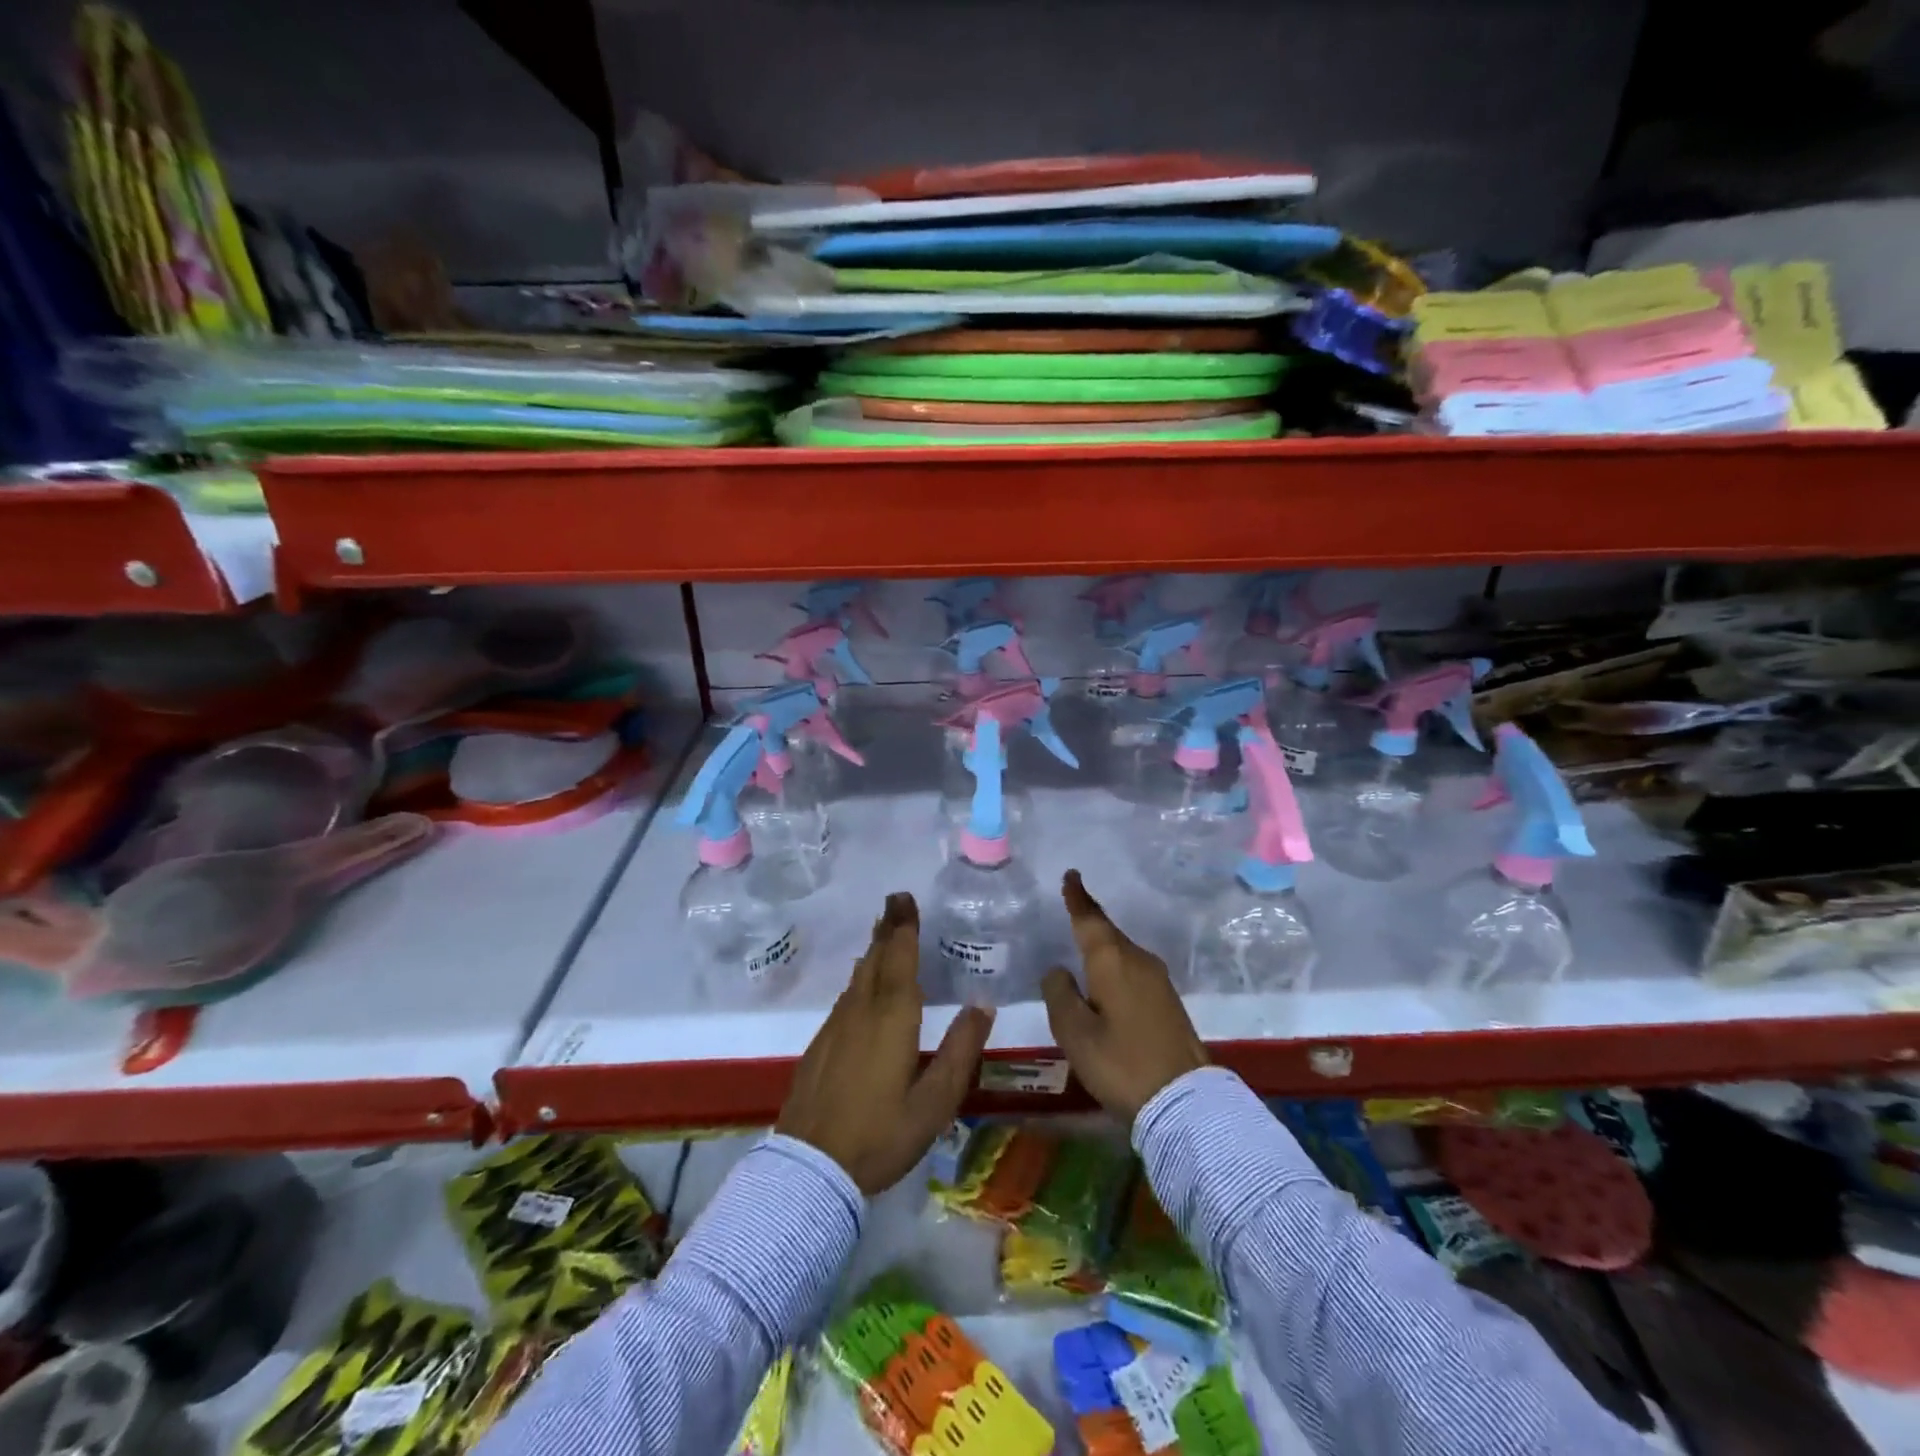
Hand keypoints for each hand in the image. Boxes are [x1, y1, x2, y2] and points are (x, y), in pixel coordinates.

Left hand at [777, 891, 993, 1194]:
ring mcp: (836, 1027)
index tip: (905, 899)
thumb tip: (982, 1005)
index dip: (904, 928)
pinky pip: (846, 997)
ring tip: (883, 934)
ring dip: (873, 950)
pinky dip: (859, 979)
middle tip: (895, 902)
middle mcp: (861, 1011)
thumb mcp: (934, 1103)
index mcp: (892, 1019)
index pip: (899, 960)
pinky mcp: (820, 1044)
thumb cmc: (880, 1136)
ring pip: (858, 977)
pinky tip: (862, 986)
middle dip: (887, 929)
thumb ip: (960, 1051)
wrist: (809, 1167)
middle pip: (876, 960)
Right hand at [1042, 870, 1207, 1123]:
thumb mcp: (1075, 1032)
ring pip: (1123, 952)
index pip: (1090, 919)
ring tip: (1084, 944)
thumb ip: (1059, 994)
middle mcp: (1138, 961)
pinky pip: (1133, 969)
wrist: (1184, 1101)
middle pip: (1109, 933)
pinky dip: (1116, 965)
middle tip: (1072, 906)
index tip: (1072, 875)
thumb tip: (1058, 970)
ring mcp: (1158, 980)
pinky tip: (1107, 980)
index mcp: (1112, 961)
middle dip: (1089, 920)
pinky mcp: (1168, 1001)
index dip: (1078, 897)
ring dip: (1103, 946)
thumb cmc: (1121, 1062)